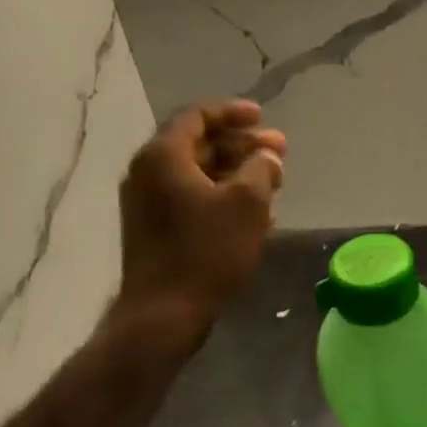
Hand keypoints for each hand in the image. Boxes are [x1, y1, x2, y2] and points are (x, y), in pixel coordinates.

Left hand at [113, 99, 285, 338]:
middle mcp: (148, 172)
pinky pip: (192, 196)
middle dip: (242, 145)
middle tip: (279, 153)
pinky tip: (254, 212)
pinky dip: (222, 194)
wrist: (164, 313)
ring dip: (236, 172)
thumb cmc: (207, 251)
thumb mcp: (247, 204)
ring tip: (273, 183)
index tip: (262, 117)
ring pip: (198, 172)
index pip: (197, 116)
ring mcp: (148, 202)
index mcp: (163, 156)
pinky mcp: (154, 228)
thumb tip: (266, 157)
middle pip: (199, 143)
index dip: (233, 112)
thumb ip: (261, 168)